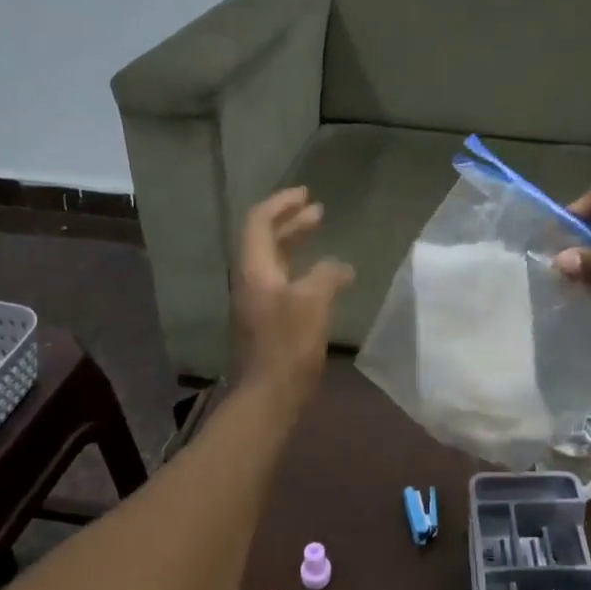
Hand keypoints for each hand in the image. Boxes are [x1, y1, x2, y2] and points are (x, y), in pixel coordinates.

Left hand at [232, 188, 352, 398]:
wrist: (270, 394)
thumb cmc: (289, 344)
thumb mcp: (313, 301)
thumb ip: (327, 275)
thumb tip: (339, 267)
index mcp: (255, 270)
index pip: (259, 222)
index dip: (281, 203)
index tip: (307, 194)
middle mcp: (251, 281)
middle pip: (266, 240)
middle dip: (292, 222)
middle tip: (318, 211)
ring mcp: (258, 302)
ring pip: (275, 262)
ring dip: (296, 244)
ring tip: (321, 235)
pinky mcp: (268, 321)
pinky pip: (283, 282)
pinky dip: (302, 269)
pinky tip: (325, 278)